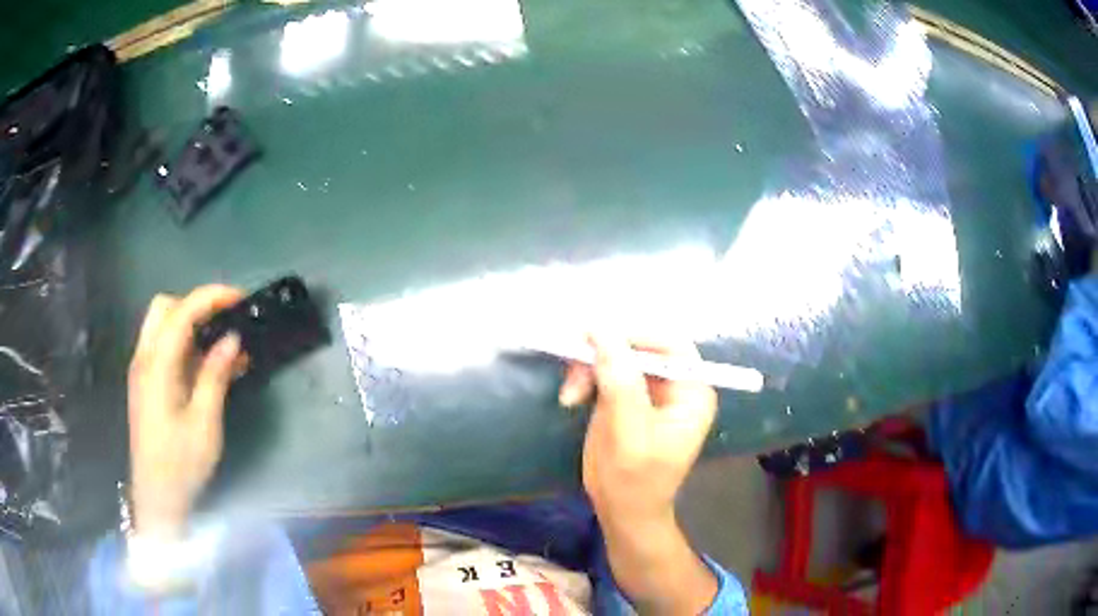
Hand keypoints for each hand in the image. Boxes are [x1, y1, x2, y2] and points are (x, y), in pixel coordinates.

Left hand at [127, 285, 244, 539]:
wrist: (156, 497)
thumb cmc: (181, 463)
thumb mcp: (204, 423)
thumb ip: (215, 376)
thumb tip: (231, 339)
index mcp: (157, 366)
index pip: (181, 313)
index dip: (211, 297)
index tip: (240, 299)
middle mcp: (144, 359)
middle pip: (164, 308)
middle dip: (195, 306)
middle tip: (224, 322)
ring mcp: (142, 371)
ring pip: (162, 326)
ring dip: (191, 325)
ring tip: (222, 347)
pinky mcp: (146, 384)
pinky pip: (163, 348)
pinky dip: (184, 345)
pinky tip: (206, 367)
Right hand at [559, 334, 718, 612]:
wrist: (622, 512)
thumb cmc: (634, 482)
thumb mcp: (629, 435)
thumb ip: (621, 383)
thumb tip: (602, 331)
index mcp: (692, 391)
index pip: (669, 345)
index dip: (634, 336)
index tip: (594, 338)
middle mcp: (675, 384)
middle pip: (639, 346)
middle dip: (604, 355)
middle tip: (573, 371)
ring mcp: (649, 389)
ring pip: (617, 354)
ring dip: (588, 367)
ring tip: (569, 395)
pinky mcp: (625, 396)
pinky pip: (604, 369)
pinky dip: (584, 377)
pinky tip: (571, 397)